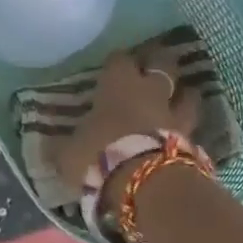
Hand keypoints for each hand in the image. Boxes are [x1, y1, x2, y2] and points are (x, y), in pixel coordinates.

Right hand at [52, 48, 199, 189]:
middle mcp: (150, 91)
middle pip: (163, 64)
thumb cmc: (100, 156)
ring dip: (184, 95)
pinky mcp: (193, 141)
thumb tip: (48, 146)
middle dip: (160, 63)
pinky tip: (185, 135)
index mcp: (118, 84)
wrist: (146, 183)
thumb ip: (62, 147)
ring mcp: (176, 115)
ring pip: (189, 93)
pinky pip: (194, 128)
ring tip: (180, 98)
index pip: (119, 59)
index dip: (117, 62)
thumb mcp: (68, 154)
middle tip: (154, 67)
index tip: (114, 67)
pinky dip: (189, 129)